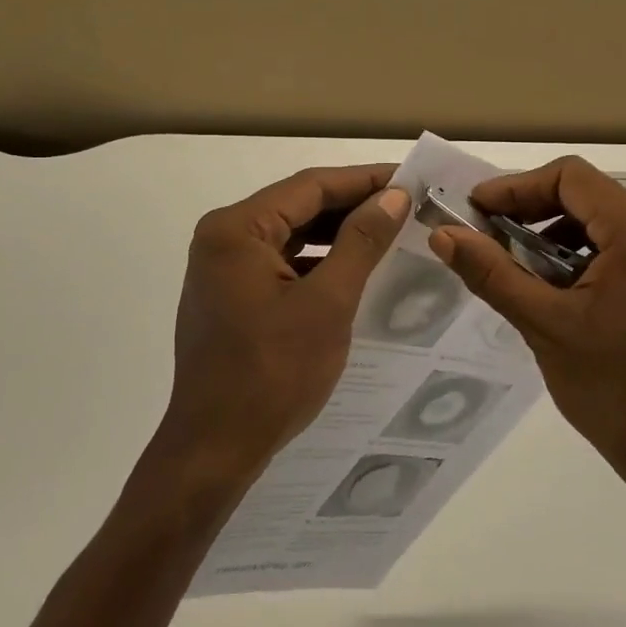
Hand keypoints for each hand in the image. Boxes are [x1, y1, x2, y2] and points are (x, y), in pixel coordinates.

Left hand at [153, 165, 409, 490]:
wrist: (215, 448)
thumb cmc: (272, 373)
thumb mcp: (328, 303)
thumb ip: (361, 242)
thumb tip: (394, 196)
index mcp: (236, 229)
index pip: (310, 187)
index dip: (364, 180)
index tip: (411, 178)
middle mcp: (222, 238)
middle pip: (298, 207)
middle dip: (353, 205)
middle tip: (408, 204)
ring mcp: (222, 268)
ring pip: (292, 235)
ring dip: (338, 233)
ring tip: (390, 231)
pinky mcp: (231, 295)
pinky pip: (282, 263)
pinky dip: (318, 261)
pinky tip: (356, 268)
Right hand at [429, 156, 625, 500]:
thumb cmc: (612, 388)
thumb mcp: (544, 325)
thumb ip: (492, 273)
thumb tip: (442, 233)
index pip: (571, 177)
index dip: (516, 186)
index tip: (475, 212)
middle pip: (585, 194)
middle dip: (530, 208)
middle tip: (485, 236)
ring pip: (597, 220)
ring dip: (550, 232)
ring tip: (512, 264)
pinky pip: (613, 247)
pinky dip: (574, 254)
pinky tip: (548, 286)